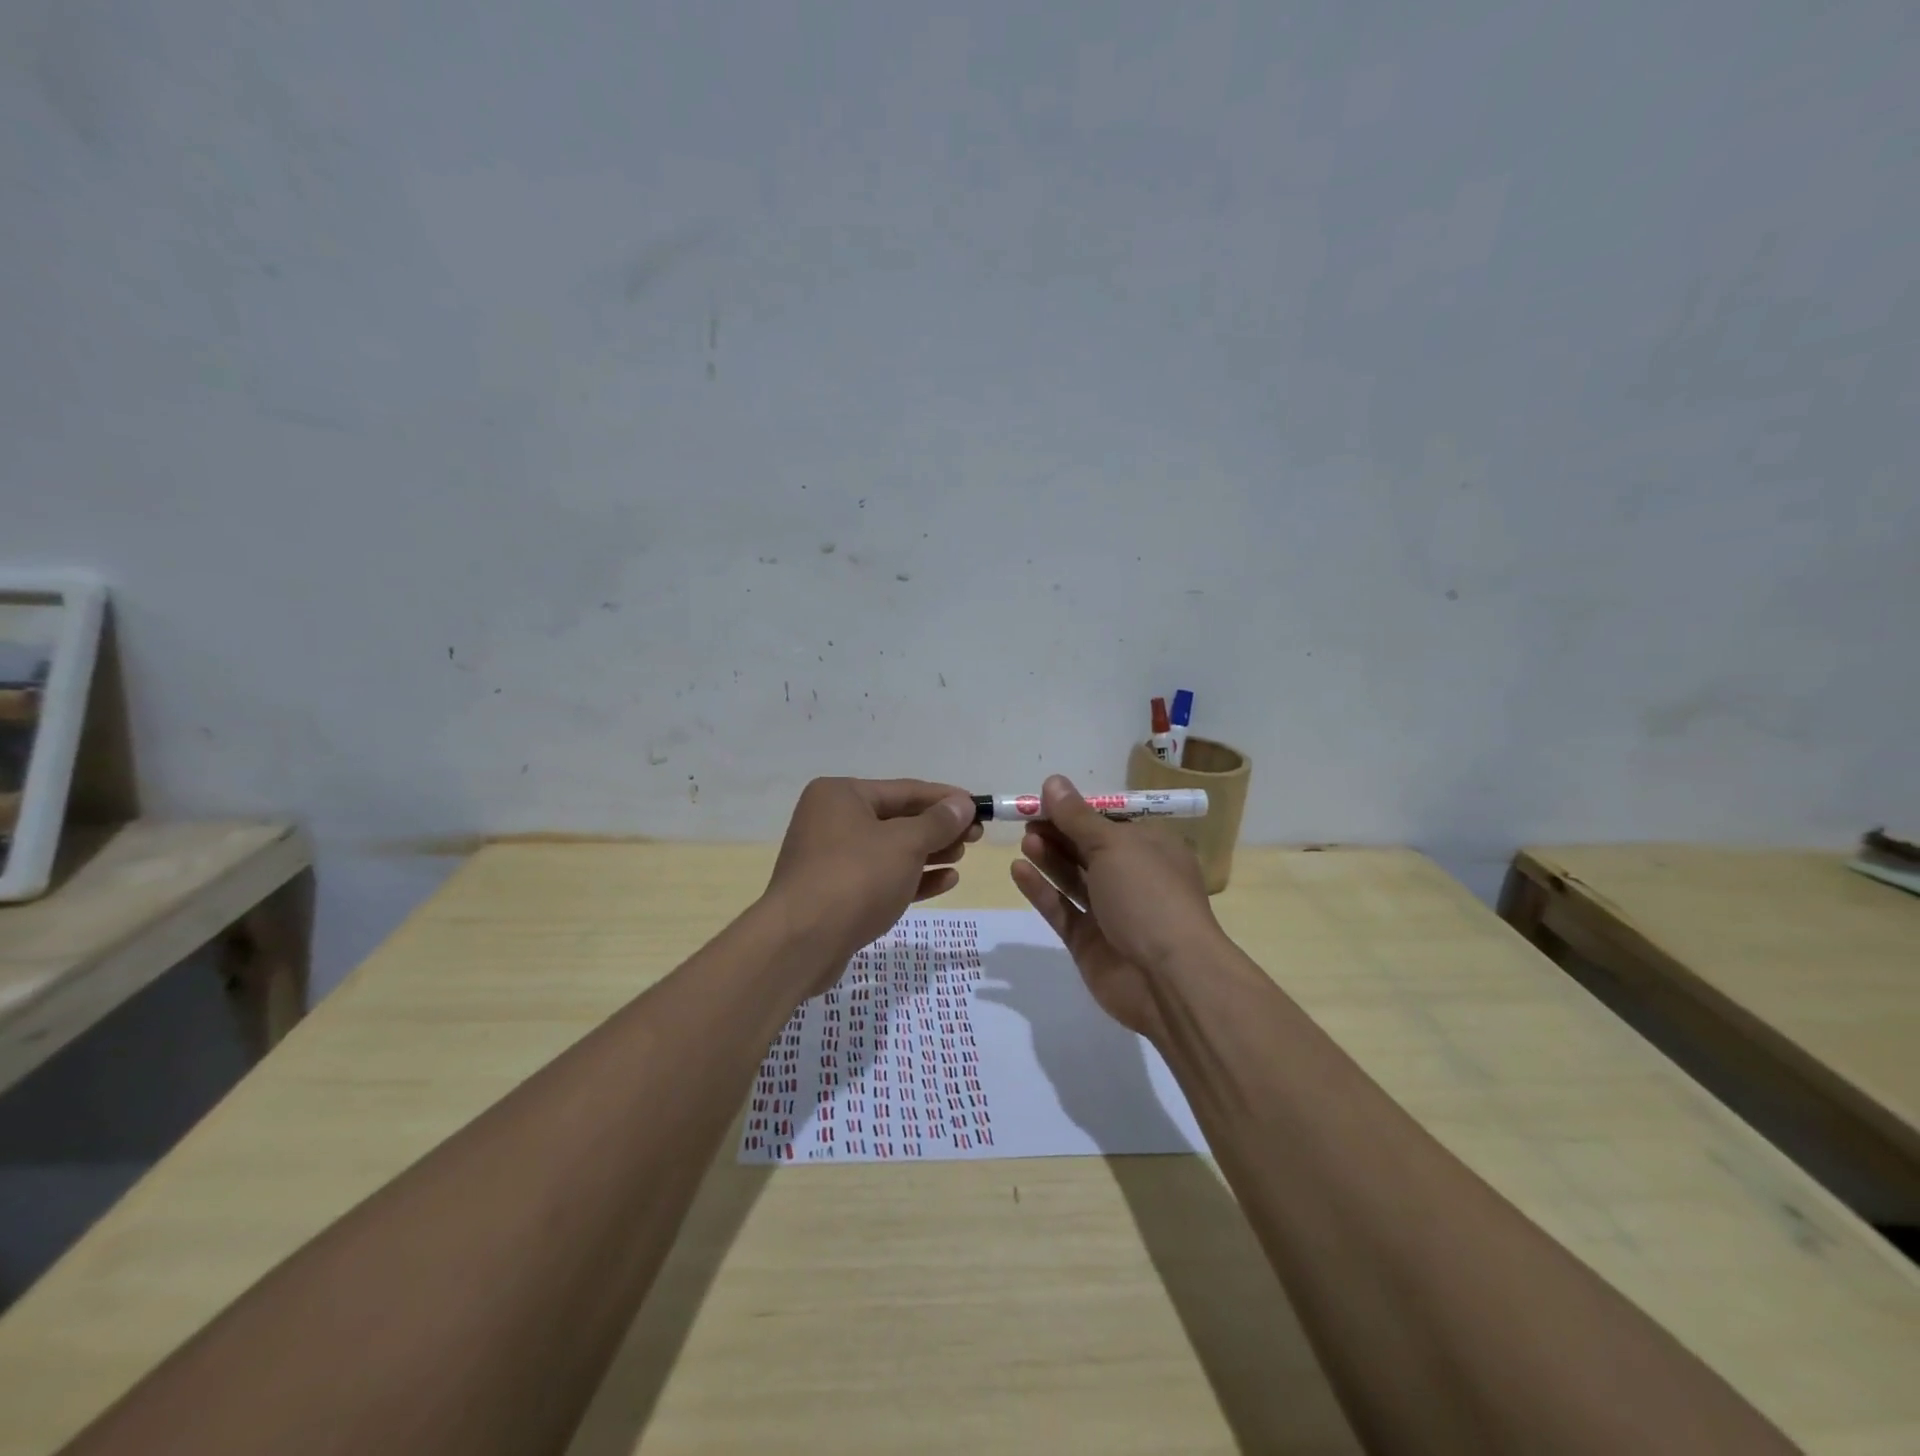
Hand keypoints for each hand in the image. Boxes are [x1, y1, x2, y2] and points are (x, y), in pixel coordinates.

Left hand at [764, 777, 980, 990]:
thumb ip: (938, 822)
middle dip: (938, 829)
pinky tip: (945, 882)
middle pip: (897, 819)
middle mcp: (832, 820)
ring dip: (928, 853)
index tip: (979, 807)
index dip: (945, 799)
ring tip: (962, 858)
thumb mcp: (905, 844)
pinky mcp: (836, 893)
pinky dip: (912, 878)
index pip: (905, 790)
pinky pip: (881, 877)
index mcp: (841, 795)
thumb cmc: (855, 878)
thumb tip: (962, 803)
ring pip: (890, 850)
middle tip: (976, 837)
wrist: (801, 943)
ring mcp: (831, 859)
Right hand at [1009, 774, 1223, 1039]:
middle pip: (1088, 848)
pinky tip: (1018, 870)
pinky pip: (1061, 909)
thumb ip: (1077, 816)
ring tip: (1025, 841)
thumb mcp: (1113, 845)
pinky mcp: (1088, 941)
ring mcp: (1110, 911)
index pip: (1110, 821)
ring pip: (1073, 878)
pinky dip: (1041, 890)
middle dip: (1059, 832)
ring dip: (1050, 857)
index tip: (1044, 799)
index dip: (1077, 810)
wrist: (1167, 978)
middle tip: (1026, 819)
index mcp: (1151, 848)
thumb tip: (1053, 781)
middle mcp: (1132, 877)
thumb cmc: (1148, 895)